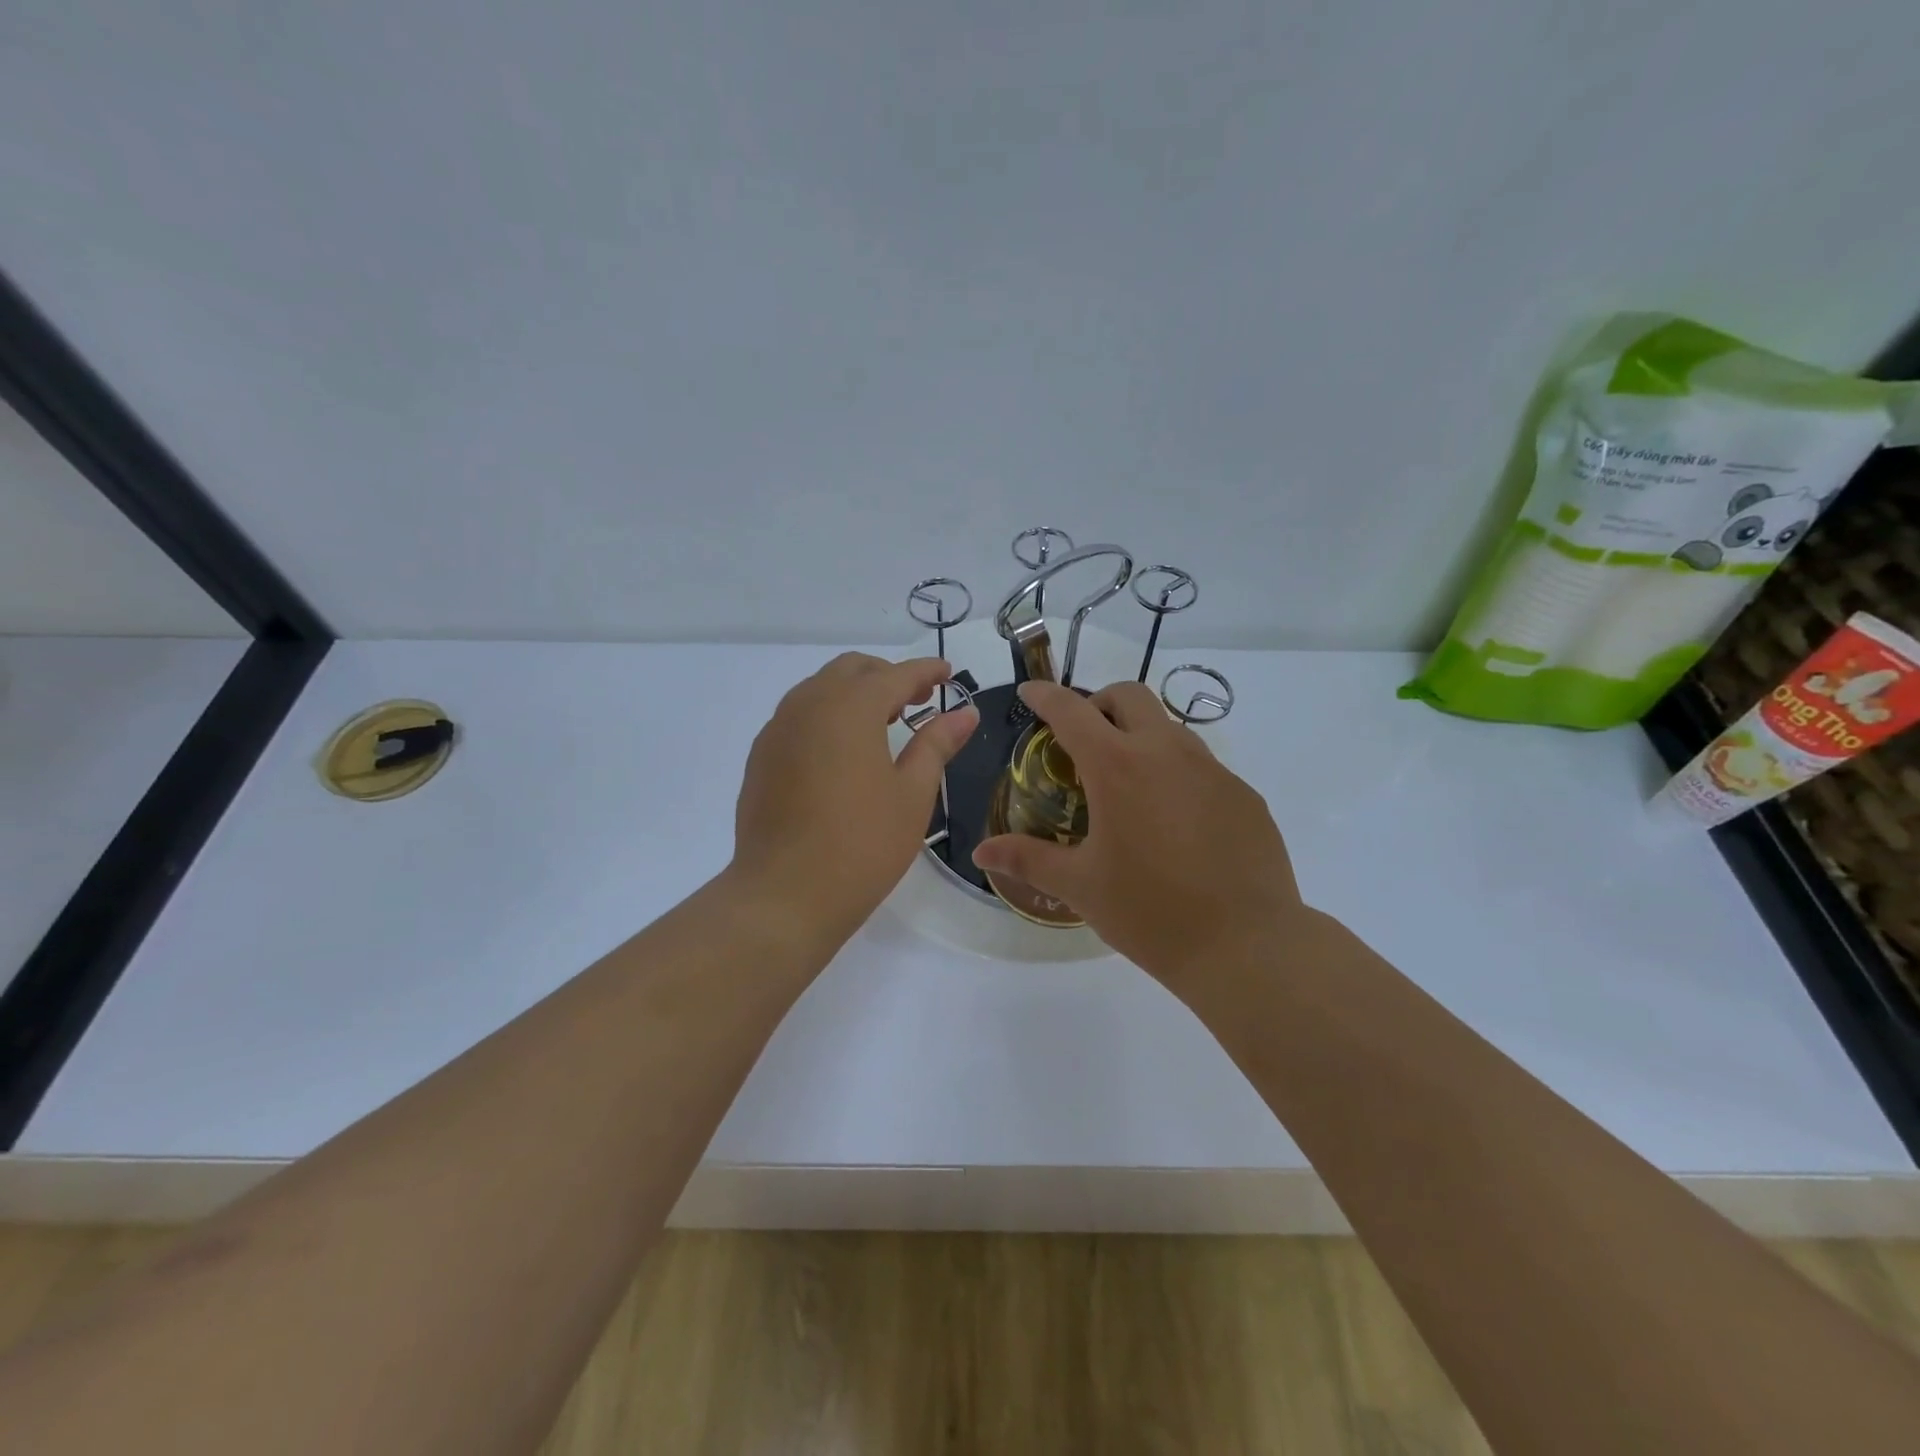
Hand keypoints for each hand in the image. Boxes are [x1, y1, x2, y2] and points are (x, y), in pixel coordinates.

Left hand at [730, 653, 978, 941]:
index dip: (925, 672)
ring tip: (882, 723)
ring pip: (819, 689)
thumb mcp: (912, 795)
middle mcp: (808, 705)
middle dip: (887, 676)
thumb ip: (937, 744)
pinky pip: (798, 716)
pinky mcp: (761, 757)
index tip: (948, 673)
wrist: (784, 896)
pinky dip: (826, 715)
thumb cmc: (862, 845)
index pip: (895, 675)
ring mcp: (777, 730)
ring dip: (854, 693)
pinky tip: (841, 751)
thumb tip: (965, 712)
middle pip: (851, 670)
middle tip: (917, 700)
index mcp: (850, 708)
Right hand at [971, 680, 1303, 985]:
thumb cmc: (1150, 912)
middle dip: (1099, 703)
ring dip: (1140, 737)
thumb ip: (1027, 859)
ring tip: (1127, 786)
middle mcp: (1166, 752)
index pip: (1072, 710)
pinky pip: (1202, 767)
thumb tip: (981, 852)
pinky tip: (1174, 824)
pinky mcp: (1244, 795)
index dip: (1045, 695)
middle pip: (1129, 697)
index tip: (1030, 692)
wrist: (1246, 946)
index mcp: (1118, 766)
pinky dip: (1175, 774)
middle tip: (1082, 740)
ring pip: (1169, 729)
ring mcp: (1213, 770)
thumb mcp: (1080, 886)